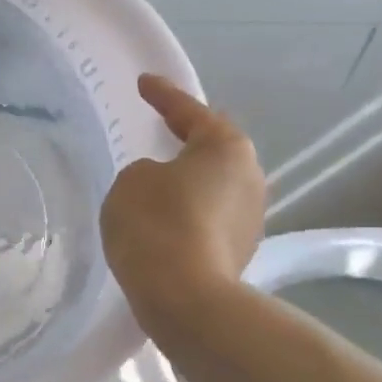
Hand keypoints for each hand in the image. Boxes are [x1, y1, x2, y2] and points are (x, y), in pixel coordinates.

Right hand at [100, 74, 265, 325]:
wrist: (184, 298)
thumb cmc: (156, 224)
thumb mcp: (131, 181)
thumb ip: (145, 171)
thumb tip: (162, 184)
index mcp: (226, 148)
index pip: (190, 112)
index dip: (163, 96)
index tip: (144, 83)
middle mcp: (250, 177)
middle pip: (212, 151)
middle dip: (184, 144)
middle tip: (156, 135)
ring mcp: (251, 219)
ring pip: (211, 189)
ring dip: (185, 186)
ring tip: (153, 188)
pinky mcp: (239, 253)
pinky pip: (206, 221)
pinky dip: (185, 217)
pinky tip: (161, 225)